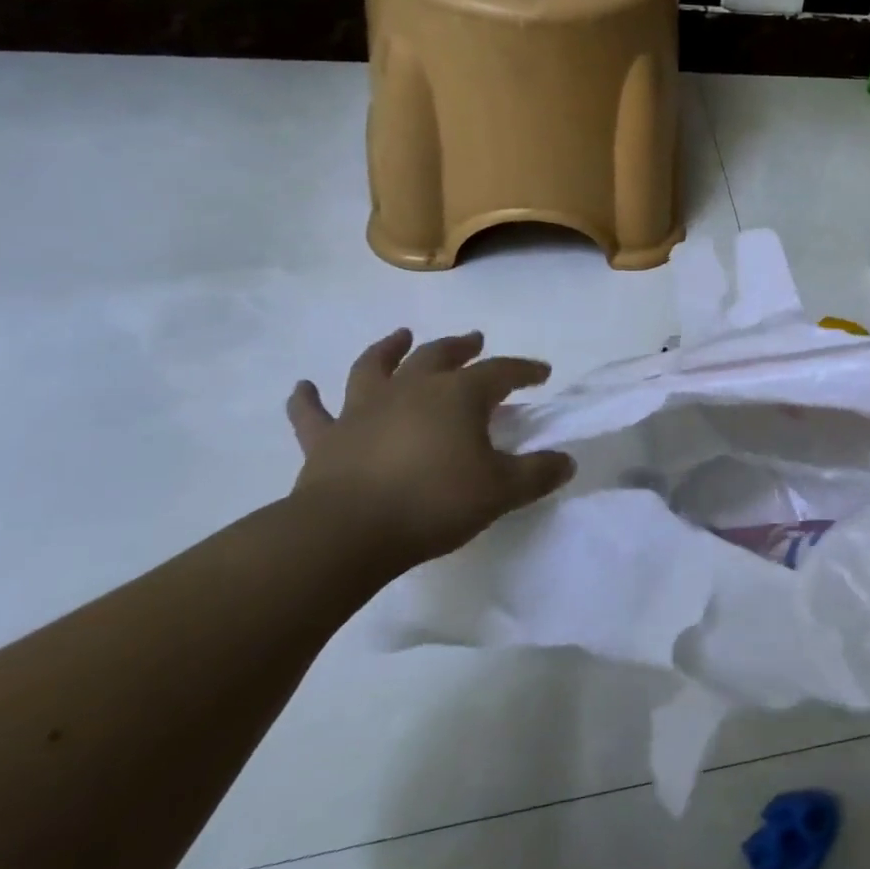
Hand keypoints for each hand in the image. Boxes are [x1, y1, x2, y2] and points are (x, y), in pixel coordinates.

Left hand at [286, 328, 574, 562]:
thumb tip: (567, 462)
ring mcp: (363, 409)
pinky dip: (307, 399)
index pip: (501, 372)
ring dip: (388, 348)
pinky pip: (312, 413)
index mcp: (458, 395)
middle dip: (462, 346)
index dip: (524, 369)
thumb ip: (538, 473)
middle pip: (439, 355)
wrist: (348, 532)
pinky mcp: (326, 438)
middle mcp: (412, 389)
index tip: (542, 373)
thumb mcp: (502, 491)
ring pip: (375, 367)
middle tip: (475, 340)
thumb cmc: (435, 502)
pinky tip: (303, 387)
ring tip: (400, 336)